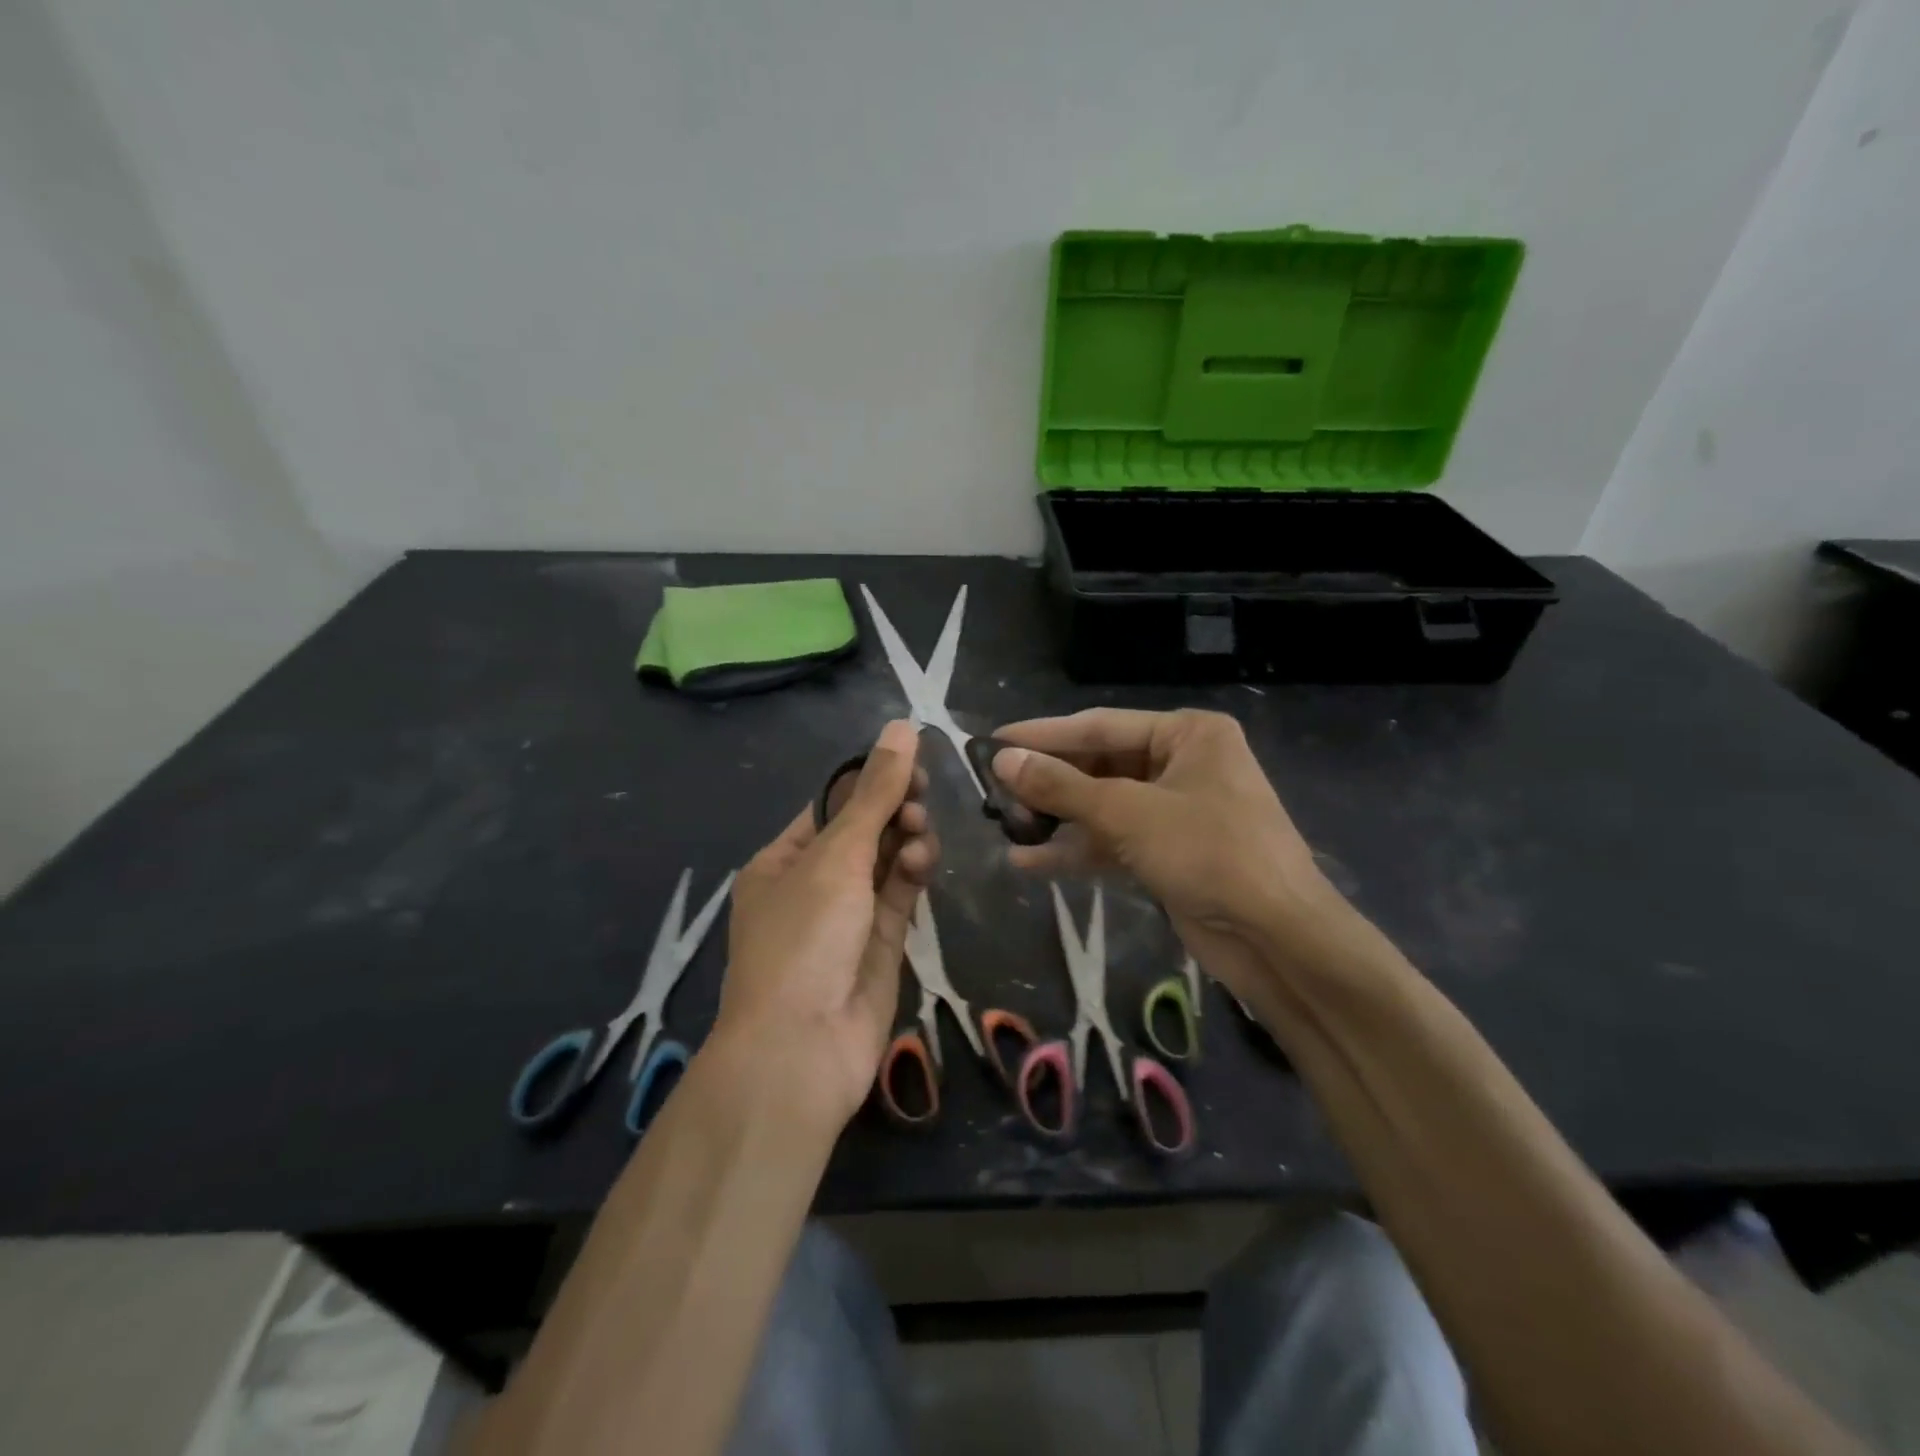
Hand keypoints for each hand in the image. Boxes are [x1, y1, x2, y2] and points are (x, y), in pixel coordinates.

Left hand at [715, 720, 939, 1127]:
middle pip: (862, 832)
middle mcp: (812, 885)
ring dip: (905, 840)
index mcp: (782, 860)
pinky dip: (913, 873)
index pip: (830, 804)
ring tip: (920, 833)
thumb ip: (874, 792)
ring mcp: (847, 918)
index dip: (869, 780)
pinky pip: (899, 897)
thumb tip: (901, 726)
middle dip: (892, 810)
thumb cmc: (804, 938)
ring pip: (886, 863)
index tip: (910, 760)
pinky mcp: (879, 946)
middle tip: (920, 795)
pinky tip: (924, 860)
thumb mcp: (837, 856)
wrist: (801, 1049)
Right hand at [991, 709, 1343, 1002]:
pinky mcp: (1171, 853)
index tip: (993, 741)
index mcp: (1187, 735)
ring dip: (1057, 818)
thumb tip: (1002, 760)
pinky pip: (1114, 841)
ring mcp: (1178, 811)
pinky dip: (1077, 850)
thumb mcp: (1127, 813)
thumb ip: (1062, 786)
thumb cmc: (1209, 853)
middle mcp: (1183, 764)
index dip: (1044, 735)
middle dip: (1049, 782)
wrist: (1277, 939)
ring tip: (1004, 824)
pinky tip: (1029, 861)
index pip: (1100, 726)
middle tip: (994, 790)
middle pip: (1100, 766)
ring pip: (1104, 806)